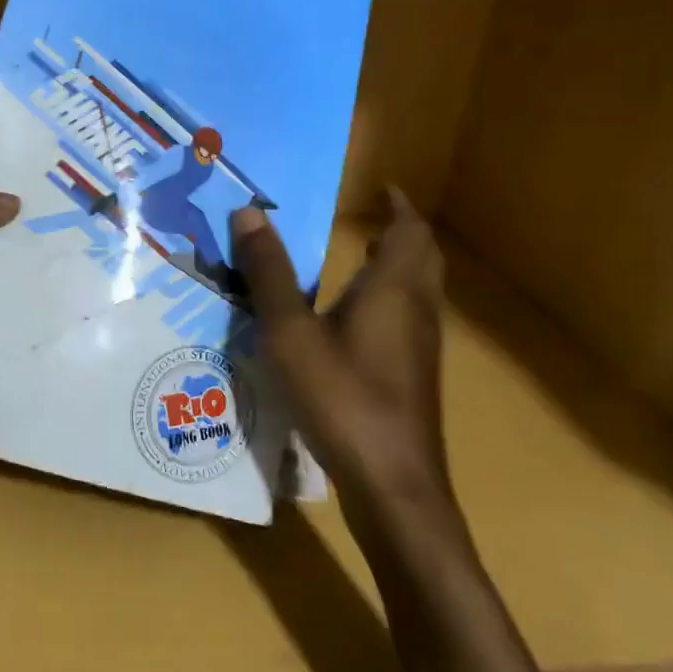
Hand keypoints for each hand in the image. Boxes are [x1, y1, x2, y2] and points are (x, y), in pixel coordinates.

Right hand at [232, 189, 461, 547]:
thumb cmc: (342, 397)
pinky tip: (354, 323)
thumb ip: (269, 273)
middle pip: (423, 258)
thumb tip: (249, 213)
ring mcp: (420, 348)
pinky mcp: (414, 378)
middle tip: (371, 221)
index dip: (399, 205)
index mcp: (393, 289)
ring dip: (397, 267)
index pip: (410, 230)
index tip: (382, 187)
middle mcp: (416, 311)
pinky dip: (389, 301)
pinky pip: (407, 320)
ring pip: (418, 292)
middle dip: (402, 233)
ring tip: (360, 260)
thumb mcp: (291, 332)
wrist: (393, 484)